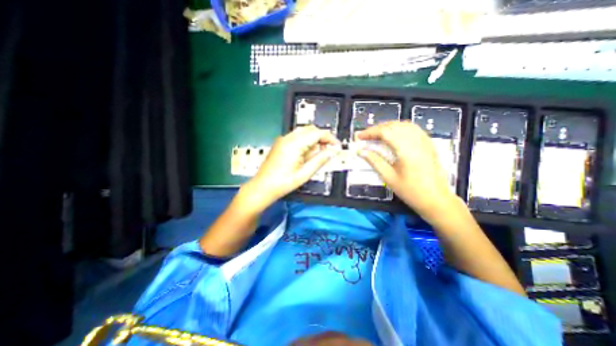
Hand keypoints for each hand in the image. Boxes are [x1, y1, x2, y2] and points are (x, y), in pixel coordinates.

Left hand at [247, 124, 340, 203]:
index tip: (337, 147)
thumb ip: (320, 160)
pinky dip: (306, 142)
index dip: (330, 138)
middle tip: (329, 150)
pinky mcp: (281, 143)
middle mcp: (287, 138)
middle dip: (322, 138)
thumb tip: (333, 151)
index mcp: (294, 144)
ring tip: (319, 154)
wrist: (263, 187)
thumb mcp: (305, 174)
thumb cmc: (282, 183)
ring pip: (304, 132)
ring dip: (314, 140)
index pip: (317, 133)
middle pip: (310, 129)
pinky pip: (297, 137)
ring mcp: (283, 140)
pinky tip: (307, 154)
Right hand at [354, 120, 458, 219]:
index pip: (385, 132)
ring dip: (387, 127)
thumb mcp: (389, 178)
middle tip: (366, 137)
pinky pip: (413, 128)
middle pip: (394, 126)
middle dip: (377, 129)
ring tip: (377, 135)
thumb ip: (375, 161)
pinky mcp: (428, 144)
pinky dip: (399, 128)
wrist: (435, 199)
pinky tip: (393, 134)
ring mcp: (424, 141)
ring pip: (403, 125)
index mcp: (406, 150)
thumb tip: (362, 151)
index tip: (359, 136)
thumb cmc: (410, 191)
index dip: (370, 132)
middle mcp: (416, 142)